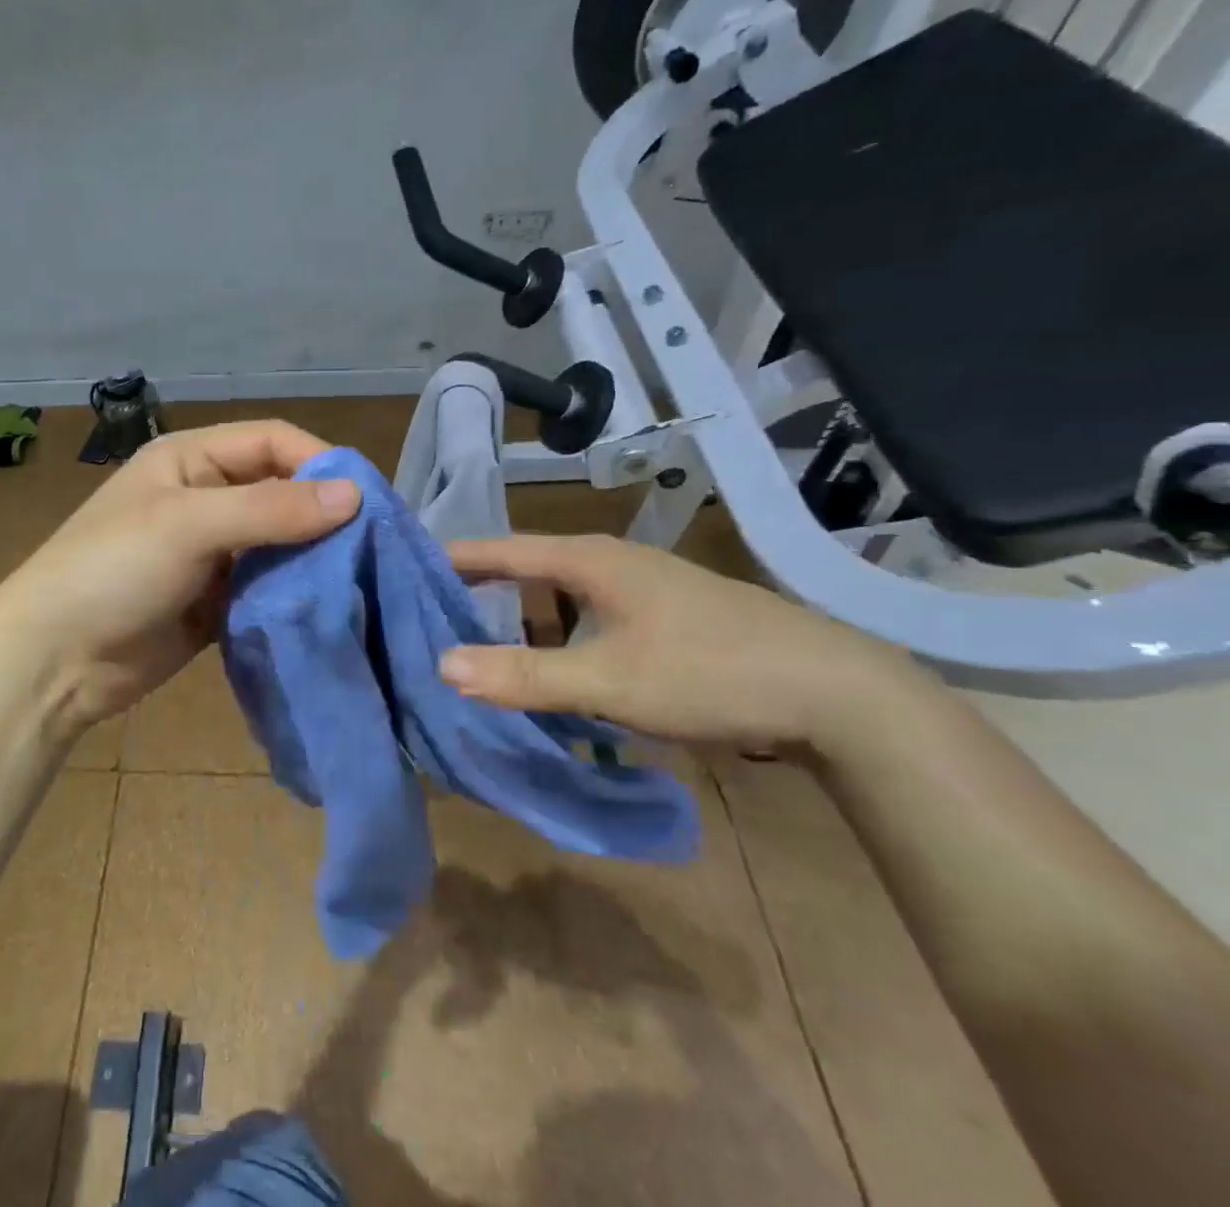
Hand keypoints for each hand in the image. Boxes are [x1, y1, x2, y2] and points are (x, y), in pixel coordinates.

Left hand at [0, 421, 360, 739]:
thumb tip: (354, 495)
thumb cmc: (112, 571)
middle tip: (373, 544)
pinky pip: (267, 587)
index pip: (271, 441)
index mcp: (191, 460)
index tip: (365, 499)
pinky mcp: (216, 600)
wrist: (53, 661)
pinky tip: (326, 608)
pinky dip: (294, 593)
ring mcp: (211, 552)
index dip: (318, 461)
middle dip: (323, 513)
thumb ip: (271, 508)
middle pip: (281, 491)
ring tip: (360, 578)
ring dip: (313, 557)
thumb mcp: (188, 526)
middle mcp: (206, 498)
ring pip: (279, 542)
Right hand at [438, 534, 941, 751]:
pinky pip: (590, 618)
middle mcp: (613, 563)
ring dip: (523, 619)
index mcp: (591, 560)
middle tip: (432, 615)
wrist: (835, 693)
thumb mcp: (609, 680)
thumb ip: (525, 675)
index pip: (503, 549)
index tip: (407, 565)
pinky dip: (559, 636)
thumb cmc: (710, 671)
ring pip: (562, 597)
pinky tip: (555, 669)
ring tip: (482, 646)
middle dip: (481, 590)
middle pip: (528, 569)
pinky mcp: (666, 618)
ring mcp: (644, 589)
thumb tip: (442, 666)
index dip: (456, 557)